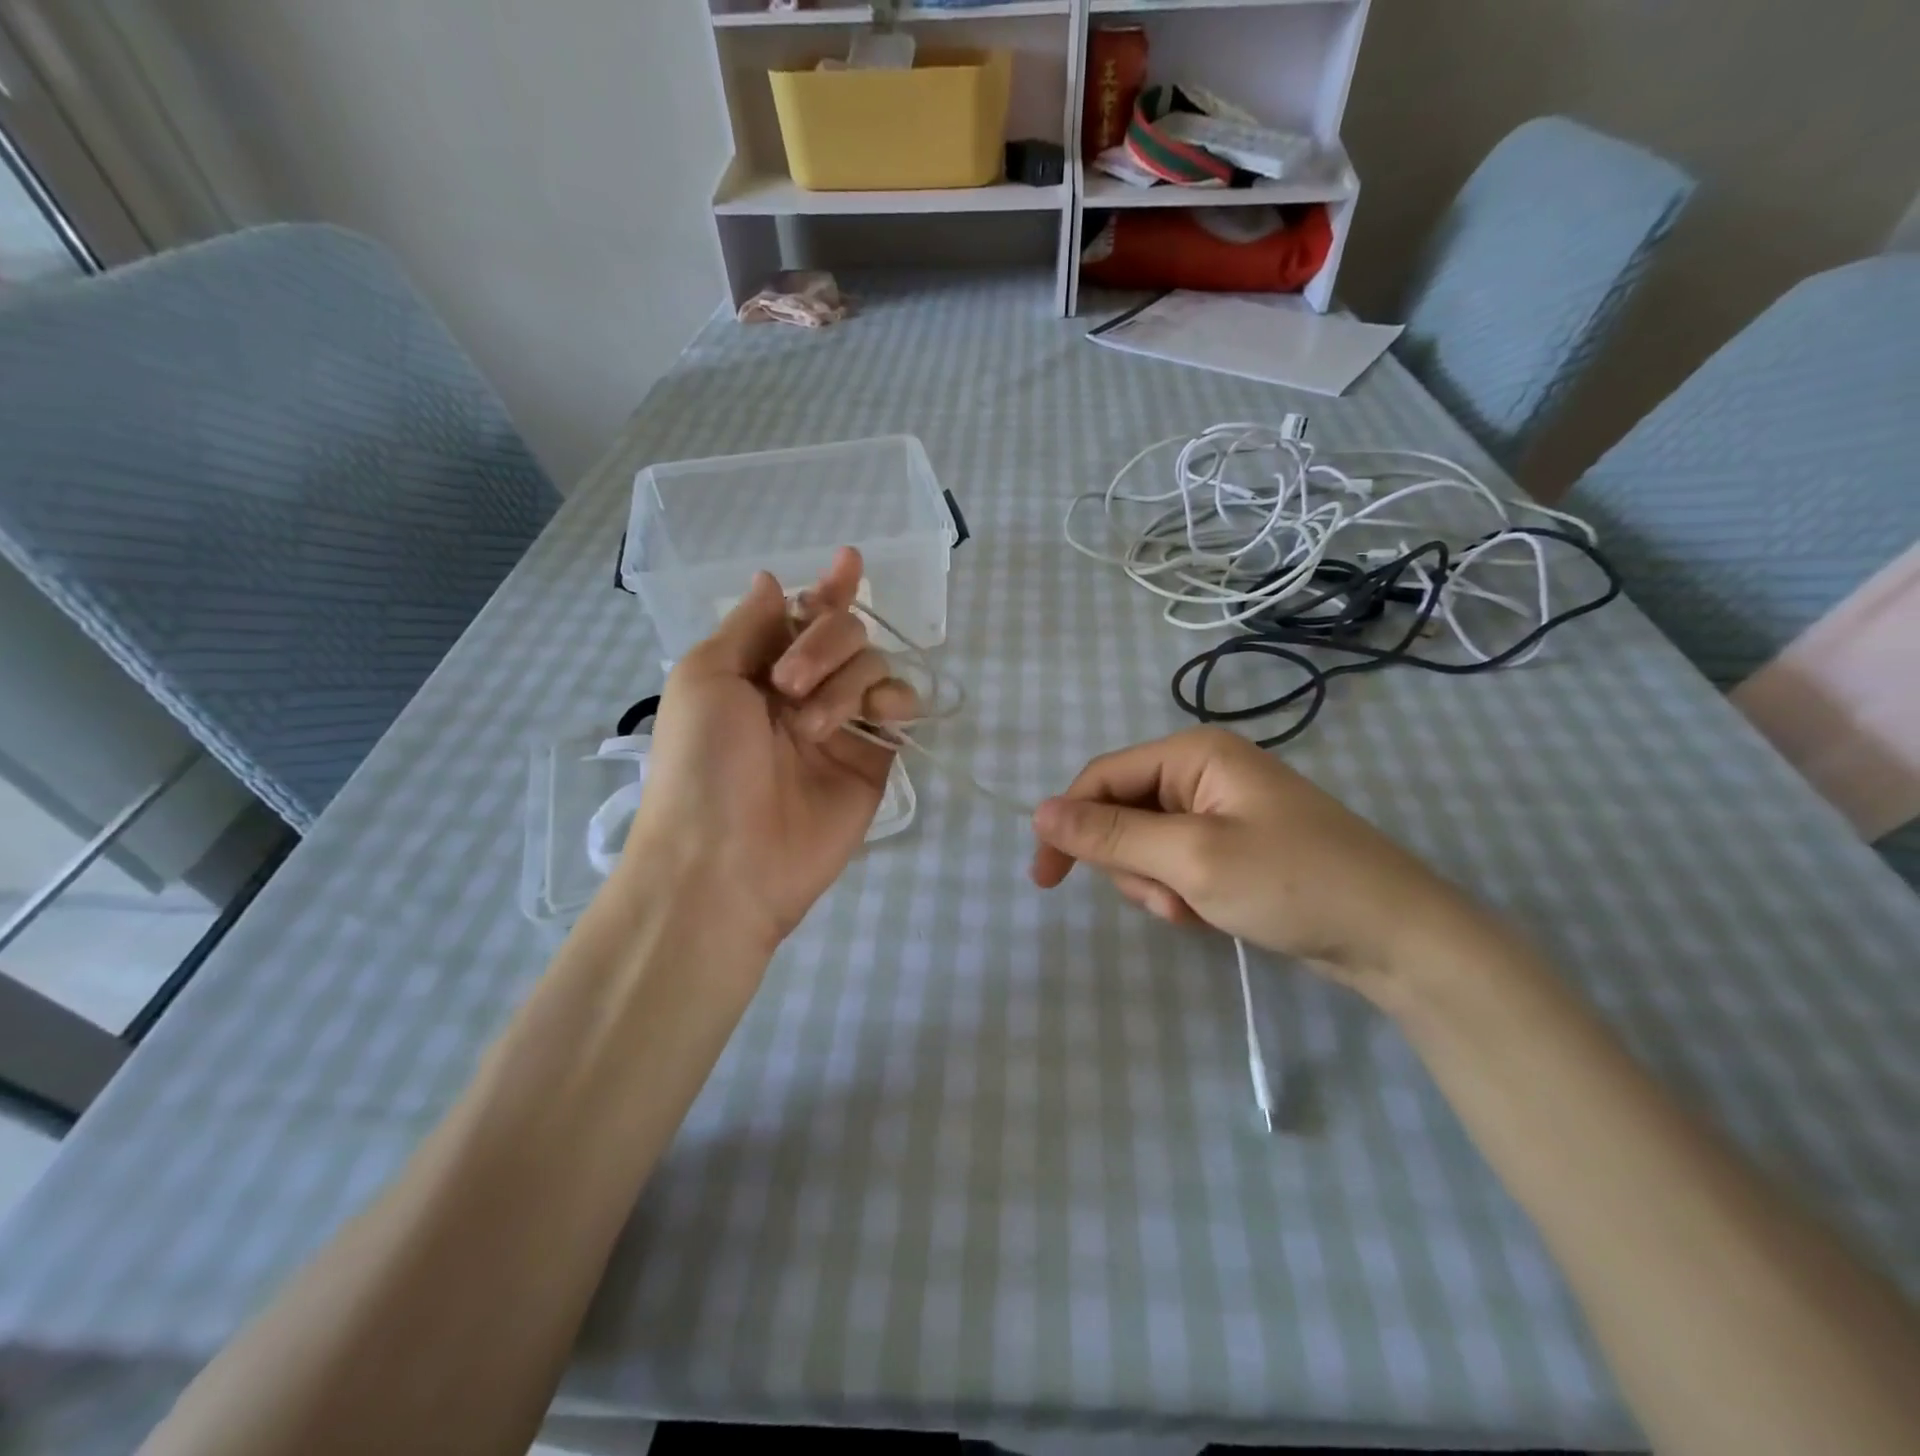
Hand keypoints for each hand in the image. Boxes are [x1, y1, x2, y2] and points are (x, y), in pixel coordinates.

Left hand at [622, 547, 915, 955]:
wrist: (725, 860)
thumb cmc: (702, 763)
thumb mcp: (706, 677)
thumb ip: (749, 625)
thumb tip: (772, 579)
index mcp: (757, 668)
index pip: (803, 615)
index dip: (828, 588)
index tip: (850, 560)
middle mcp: (804, 689)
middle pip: (845, 632)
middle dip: (823, 644)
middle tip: (789, 687)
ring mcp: (842, 725)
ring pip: (874, 666)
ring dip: (848, 681)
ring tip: (813, 727)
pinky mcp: (874, 759)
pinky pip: (900, 711)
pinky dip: (899, 701)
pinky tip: (884, 715)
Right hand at [1029, 727, 1493, 995]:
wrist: (1397, 938)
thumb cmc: (1293, 883)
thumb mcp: (1190, 859)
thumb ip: (1110, 834)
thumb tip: (1038, 811)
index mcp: (1194, 754)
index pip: (1102, 778)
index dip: (1067, 824)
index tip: (1044, 880)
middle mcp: (1204, 773)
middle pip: (1124, 816)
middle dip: (1133, 867)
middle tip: (1170, 900)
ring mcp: (1222, 812)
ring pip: (1147, 848)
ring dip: (1159, 887)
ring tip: (1199, 911)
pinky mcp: (1235, 848)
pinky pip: (1179, 866)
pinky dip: (1184, 896)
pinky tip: (1216, 915)